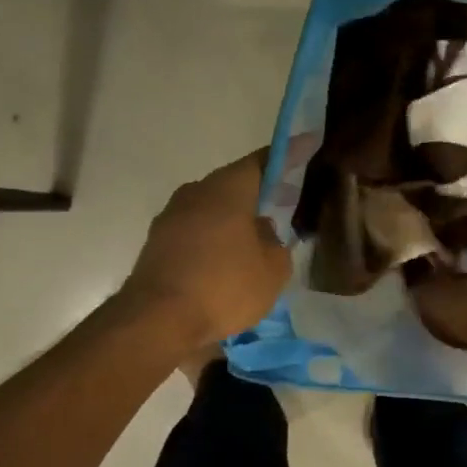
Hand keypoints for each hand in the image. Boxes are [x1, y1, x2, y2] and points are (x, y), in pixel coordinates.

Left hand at [122, 149, 289, 345]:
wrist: (157, 320)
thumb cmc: (223, 286)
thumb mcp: (272, 270)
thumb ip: (276, 245)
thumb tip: (264, 233)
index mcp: (227, 189)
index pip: (263, 161)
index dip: (289, 155)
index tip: (309, 146)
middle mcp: (196, 193)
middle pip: (235, 183)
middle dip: (263, 190)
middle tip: (290, 199)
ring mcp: (172, 217)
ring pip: (214, 208)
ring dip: (238, 216)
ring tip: (262, 235)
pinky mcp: (159, 243)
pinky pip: (197, 230)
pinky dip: (218, 235)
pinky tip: (231, 257)